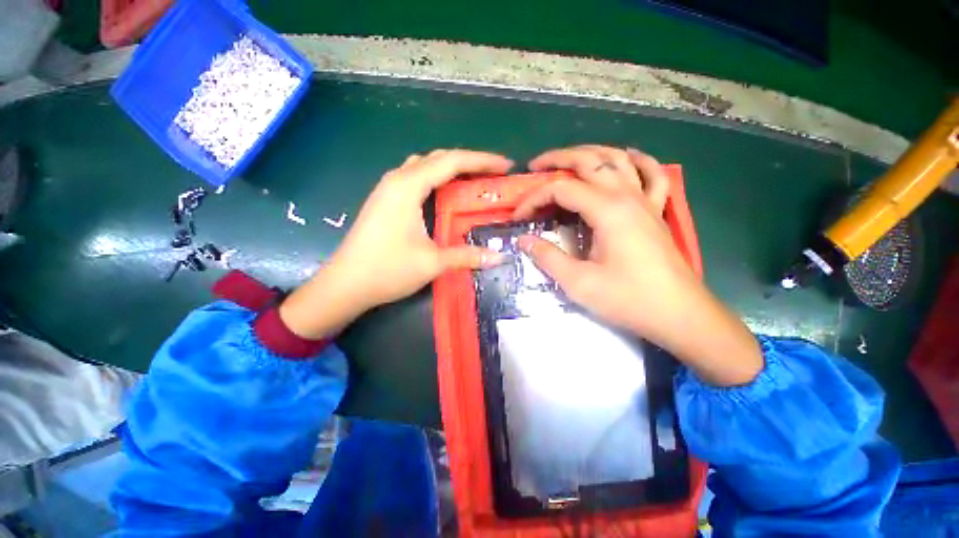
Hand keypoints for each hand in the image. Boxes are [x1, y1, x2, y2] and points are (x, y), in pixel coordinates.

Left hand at [280, 150, 512, 338]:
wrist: (345, 285)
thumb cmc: (387, 270)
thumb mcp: (432, 262)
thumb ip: (468, 256)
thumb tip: (500, 257)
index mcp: (408, 187)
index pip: (452, 162)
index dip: (482, 161)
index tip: (506, 166)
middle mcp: (397, 179)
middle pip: (438, 158)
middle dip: (469, 162)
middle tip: (493, 173)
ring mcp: (388, 189)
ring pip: (425, 166)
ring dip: (451, 168)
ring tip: (473, 180)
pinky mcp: (384, 201)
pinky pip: (415, 178)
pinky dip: (436, 179)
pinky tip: (445, 194)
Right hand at [516, 145, 761, 385]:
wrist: (679, 314)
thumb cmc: (628, 299)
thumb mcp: (579, 283)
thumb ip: (548, 257)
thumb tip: (524, 240)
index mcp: (607, 210)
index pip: (561, 190)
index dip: (534, 199)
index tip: (518, 217)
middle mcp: (627, 196)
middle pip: (590, 161)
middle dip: (558, 159)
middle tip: (535, 165)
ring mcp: (645, 201)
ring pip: (618, 159)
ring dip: (591, 153)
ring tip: (569, 160)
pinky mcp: (656, 211)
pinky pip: (652, 174)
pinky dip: (639, 161)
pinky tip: (628, 157)